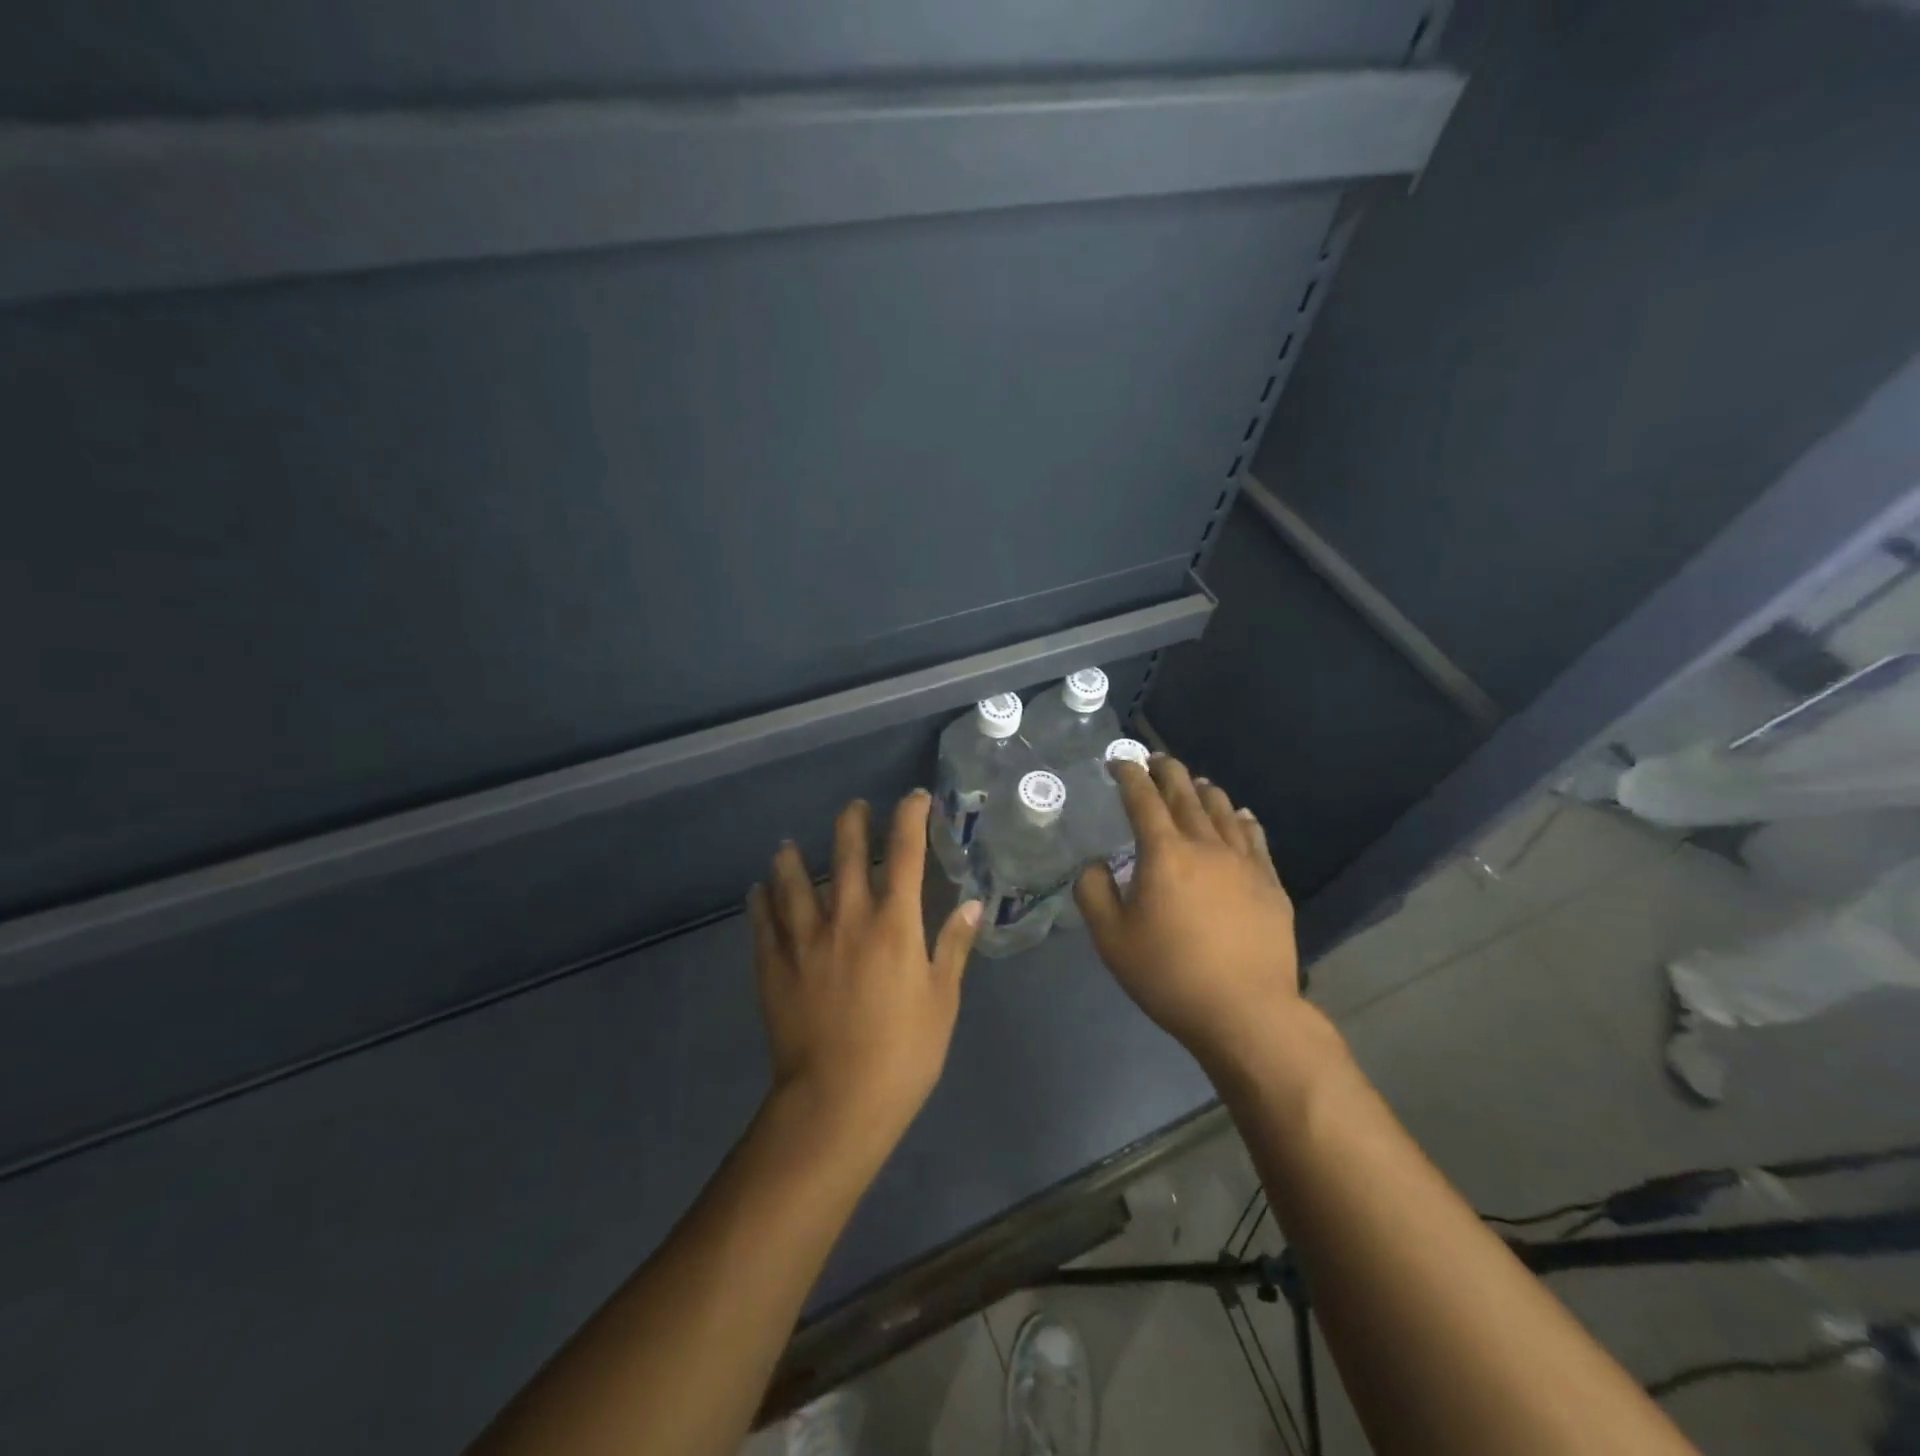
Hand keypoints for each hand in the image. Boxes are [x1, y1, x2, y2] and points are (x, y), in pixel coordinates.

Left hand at [749, 790, 980, 1163]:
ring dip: (794, 858)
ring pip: (794, 882)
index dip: (910, 818)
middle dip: (853, 824)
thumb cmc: (903, 1053)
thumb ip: (953, 947)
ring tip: (790, 844)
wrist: (837, 1102)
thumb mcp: (941, 1001)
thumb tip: (972, 903)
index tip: (914, 798)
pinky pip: (764, 923)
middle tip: (855, 807)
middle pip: (848, 855)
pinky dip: (760, 902)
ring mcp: (805, 940)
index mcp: (894, 925)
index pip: (905, 855)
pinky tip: (756, 890)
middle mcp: (848, 919)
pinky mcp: (775, 966)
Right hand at [1074, 756, 1302, 1072]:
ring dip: (1204, 791)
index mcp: (1164, 853)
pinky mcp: (1271, 884)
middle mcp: (1206, 846)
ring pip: (1223, 811)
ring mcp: (1244, 863)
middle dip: (1167, 772)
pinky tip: (1241, 815)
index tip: (1118, 761)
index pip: (1143, 799)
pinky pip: (1256, 838)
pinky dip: (1243, 819)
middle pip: (1186, 795)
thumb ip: (1094, 892)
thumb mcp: (1111, 938)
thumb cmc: (1169, 975)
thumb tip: (1096, 864)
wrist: (1246, 1012)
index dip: (1129, 775)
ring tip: (1194, 783)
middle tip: (1156, 760)